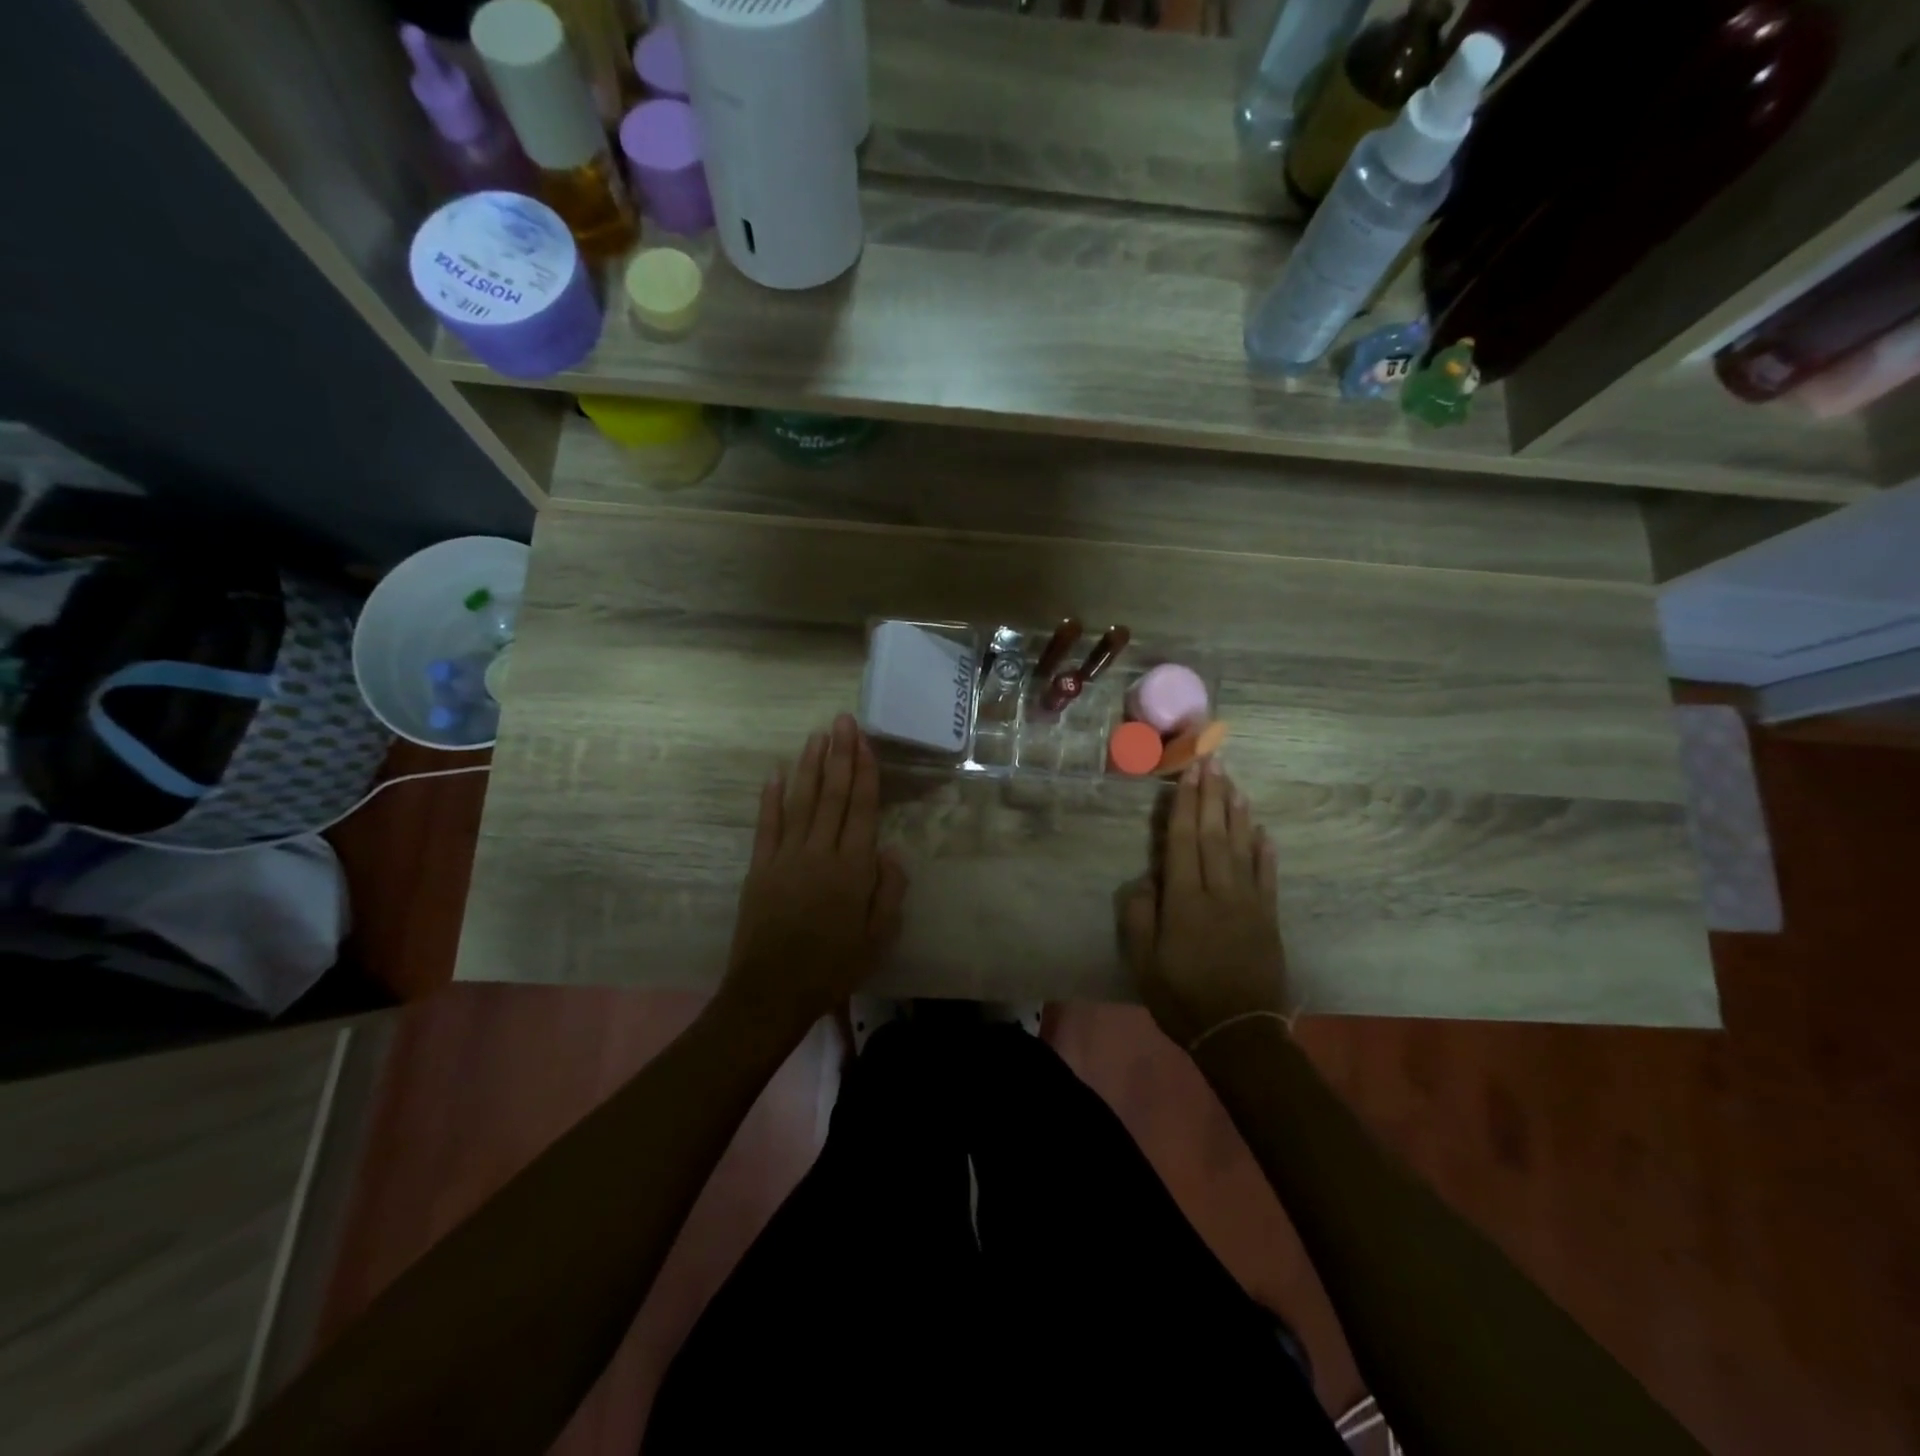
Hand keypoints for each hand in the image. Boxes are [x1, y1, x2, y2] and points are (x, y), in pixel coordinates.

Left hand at [719, 715, 908, 1037]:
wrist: (772, 991)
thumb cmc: (834, 967)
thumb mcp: (879, 937)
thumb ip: (889, 891)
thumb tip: (890, 851)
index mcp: (853, 868)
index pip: (862, 808)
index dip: (864, 771)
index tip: (864, 741)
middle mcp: (820, 852)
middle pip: (833, 795)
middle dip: (839, 755)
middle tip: (841, 720)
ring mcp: (786, 857)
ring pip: (801, 801)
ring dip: (810, 766)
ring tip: (817, 736)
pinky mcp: (759, 868)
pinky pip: (767, 825)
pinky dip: (771, 798)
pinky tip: (775, 774)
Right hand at [1117, 759, 1290, 1049]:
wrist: (1240, 1034)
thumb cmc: (1183, 998)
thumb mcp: (1145, 964)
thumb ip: (1141, 917)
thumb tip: (1148, 880)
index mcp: (1185, 901)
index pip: (1184, 841)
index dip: (1186, 804)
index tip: (1190, 772)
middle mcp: (1219, 892)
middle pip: (1215, 834)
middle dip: (1212, 795)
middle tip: (1213, 760)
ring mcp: (1249, 904)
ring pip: (1243, 848)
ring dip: (1238, 813)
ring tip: (1234, 783)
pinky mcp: (1268, 919)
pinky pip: (1267, 877)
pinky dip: (1265, 852)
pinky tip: (1263, 831)